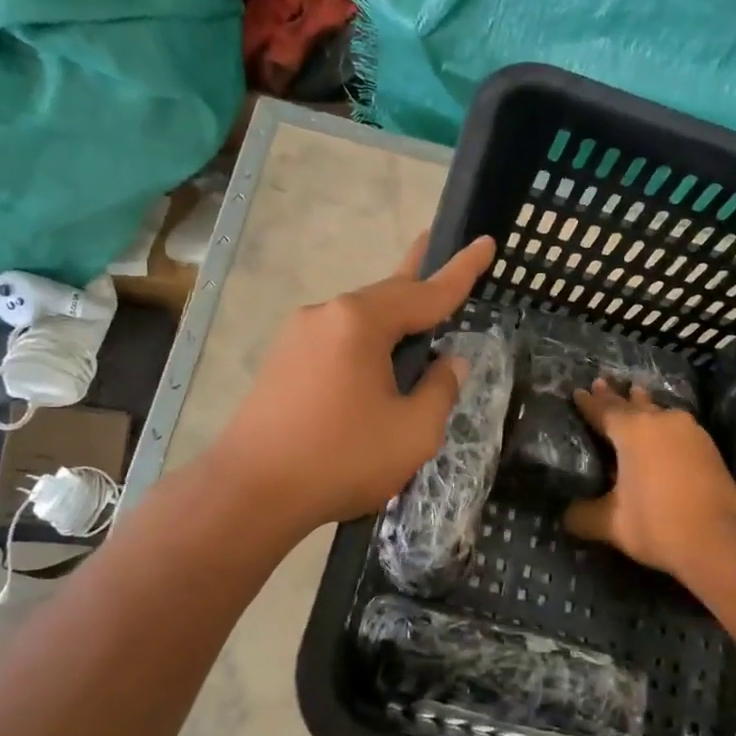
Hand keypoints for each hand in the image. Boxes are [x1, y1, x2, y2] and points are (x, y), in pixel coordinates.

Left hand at [210, 233, 496, 532]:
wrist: (250, 493)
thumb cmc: (341, 459)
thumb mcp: (414, 432)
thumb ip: (440, 390)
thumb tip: (449, 363)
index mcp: (360, 322)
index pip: (426, 292)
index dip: (462, 270)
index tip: (486, 242)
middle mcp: (326, 315)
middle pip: (387, 296)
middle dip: (419, 283)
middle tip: (441, 254)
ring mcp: (297, 336)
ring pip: (359, 320)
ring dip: (391, 321)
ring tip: (416, 325)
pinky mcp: (281, 361)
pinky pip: (337, 340)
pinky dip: (365, 344)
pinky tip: (375, 365)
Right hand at [564, 381, 735, 581]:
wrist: (718, 541)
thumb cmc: (656, 524)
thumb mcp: (610, 524)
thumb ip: (583, 515)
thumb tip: (567, 515)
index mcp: (632, 431)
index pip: (603, 411)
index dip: (588, 403)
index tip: (578, 391)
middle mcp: (660, 421)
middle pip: (632, 404)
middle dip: (615, 396)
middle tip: (602, 382)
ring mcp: (689, 431)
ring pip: (659, 411)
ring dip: (644, 404)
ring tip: (636, 393)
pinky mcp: (708, 446)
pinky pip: (677, 426)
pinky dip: (664, 423)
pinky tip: (664, 427)